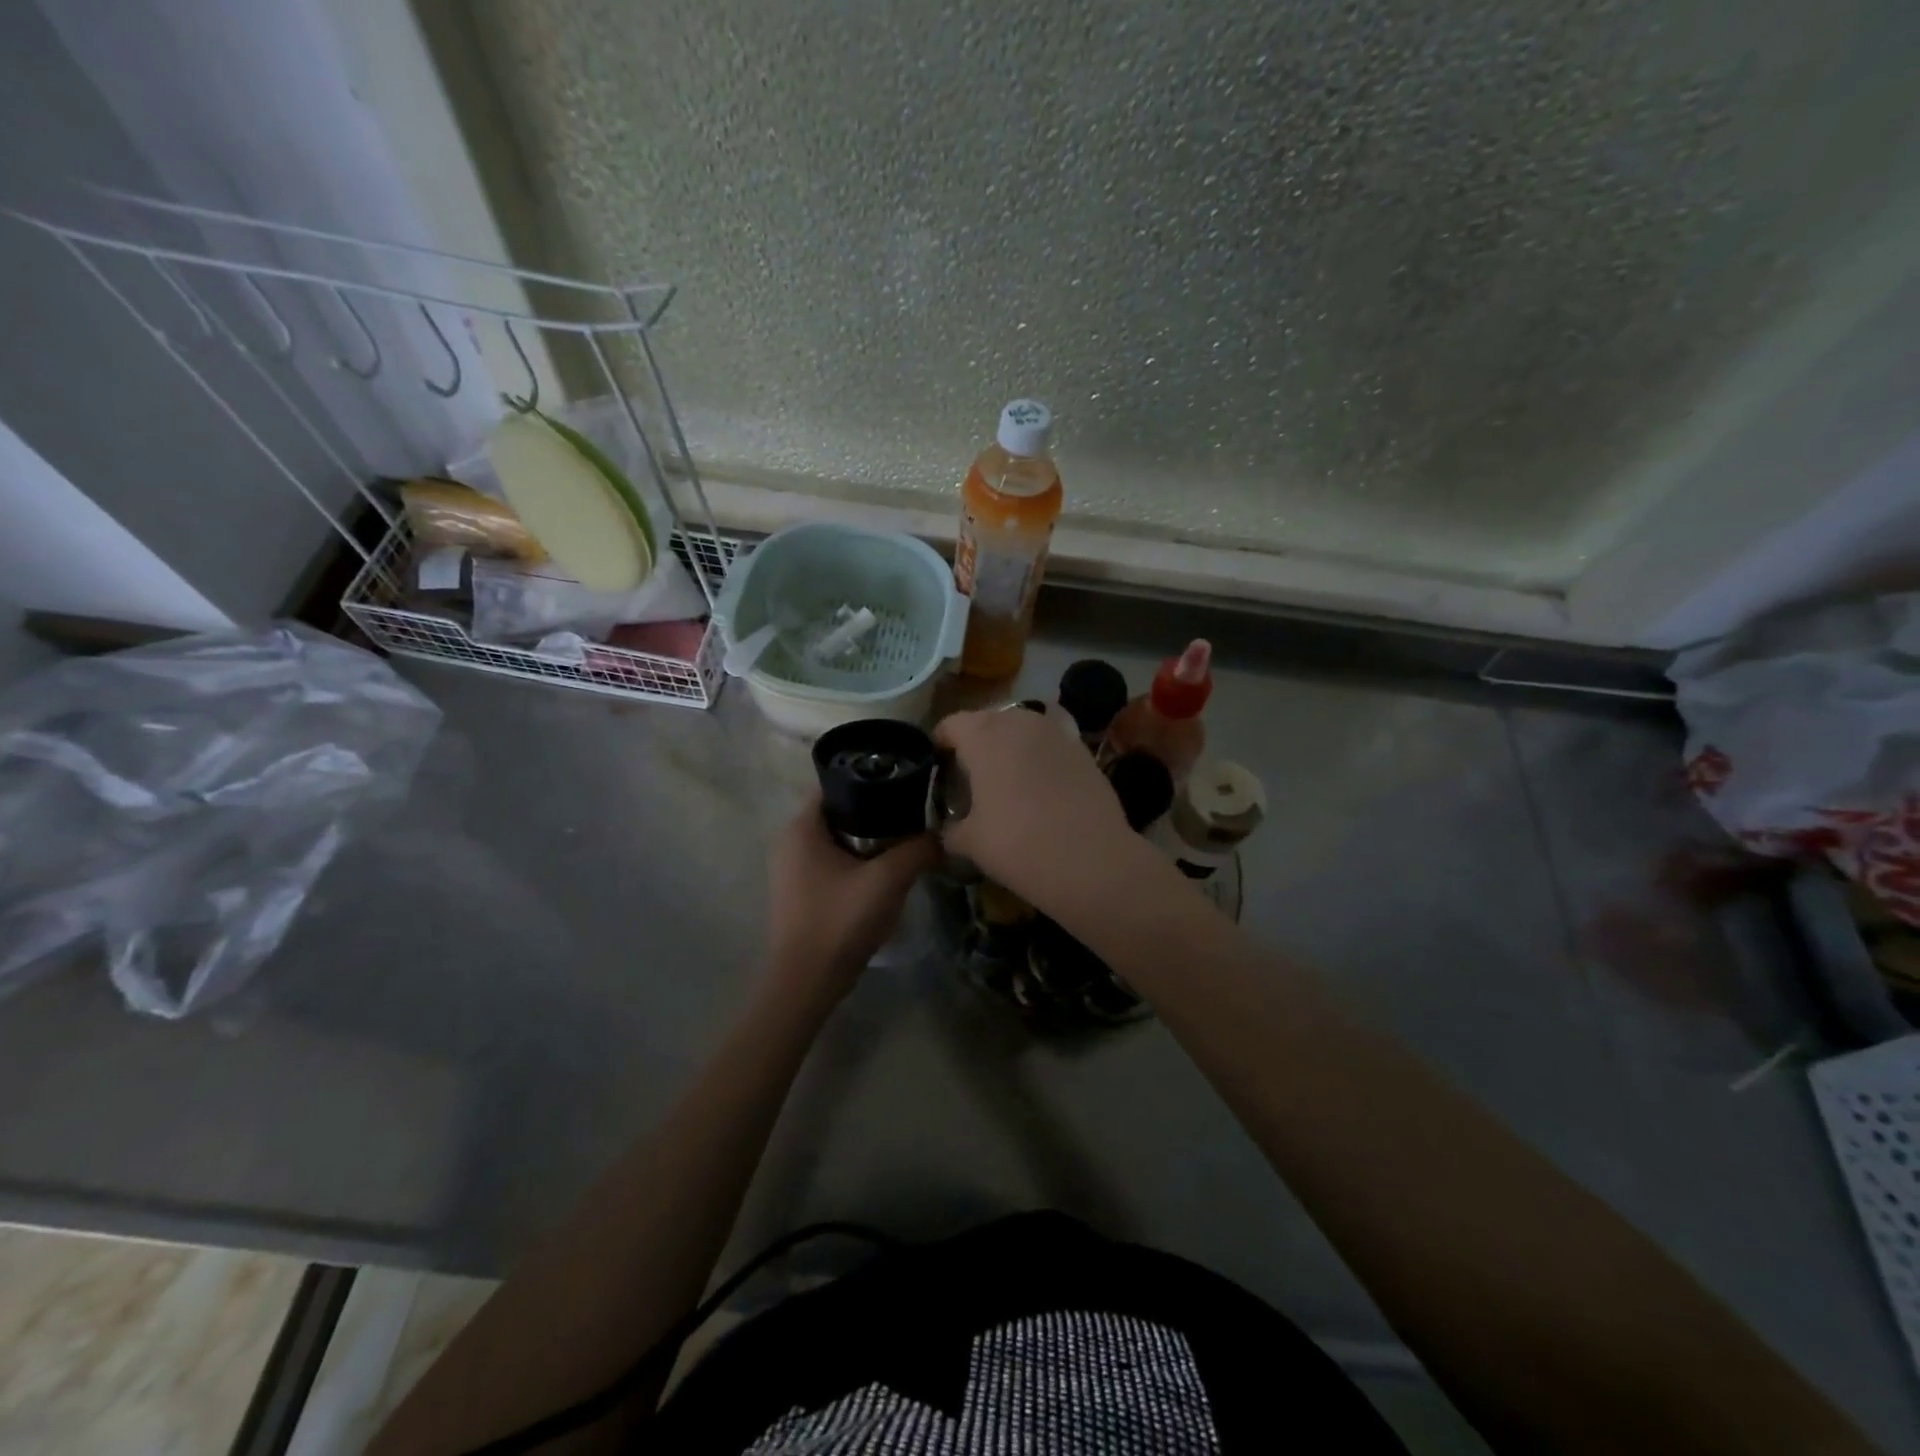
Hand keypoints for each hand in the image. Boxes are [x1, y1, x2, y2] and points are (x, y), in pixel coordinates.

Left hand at [766, 795, 937, 1002]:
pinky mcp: (800, 893)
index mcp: (801, 827)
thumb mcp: (889, 879)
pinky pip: (832, 863)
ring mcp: (792, 870)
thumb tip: (943, 835)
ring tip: (906, 843)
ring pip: (838, 841)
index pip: (838, 784)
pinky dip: (857, 862)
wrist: (807, 982)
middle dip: (876, 813)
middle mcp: (790, 842)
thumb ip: (918, 849)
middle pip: (840, 812)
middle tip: (913, 816)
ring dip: (869, 841)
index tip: (906, 787)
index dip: (872, 781)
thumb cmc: (841, 920)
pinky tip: (885, 874)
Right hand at [933, 708, 1143, 915]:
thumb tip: (949, 830)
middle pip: (986, 721)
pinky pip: (1050, 744)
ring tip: (1008, 781)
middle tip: (971, 778)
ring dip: (1010, 747)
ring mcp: (1055, 731)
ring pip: (1021, 729)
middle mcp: (1018, 721)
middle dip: (976, 744)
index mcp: (982, 735)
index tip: (939, 770)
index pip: (950, 725)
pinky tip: (1042, 789)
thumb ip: (951, 830)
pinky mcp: (1083, 749)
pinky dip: (1040, 758)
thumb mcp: (971, 843)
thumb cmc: (1018, 844)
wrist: (1092, 859)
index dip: (939, 746)